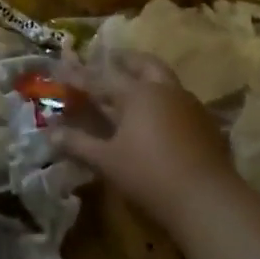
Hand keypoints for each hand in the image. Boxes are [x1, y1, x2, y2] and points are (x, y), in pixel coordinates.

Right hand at [49, 51, 234, 232]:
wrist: (209, 200)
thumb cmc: (149, 174)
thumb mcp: (107, 160)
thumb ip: (79, 143)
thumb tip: (51, 132)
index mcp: (137, 93)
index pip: (101, 78)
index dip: (79, 75)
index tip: (62, 67)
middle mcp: (165, 90)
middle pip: (144, 64)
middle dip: (126, 60)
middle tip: (112, 58)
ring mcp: (190, 106)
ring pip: (166, 81)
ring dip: (148, 77)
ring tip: (135, 85)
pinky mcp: (207, 125)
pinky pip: (180, 102)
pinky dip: (165, 100)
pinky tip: (160, 116)